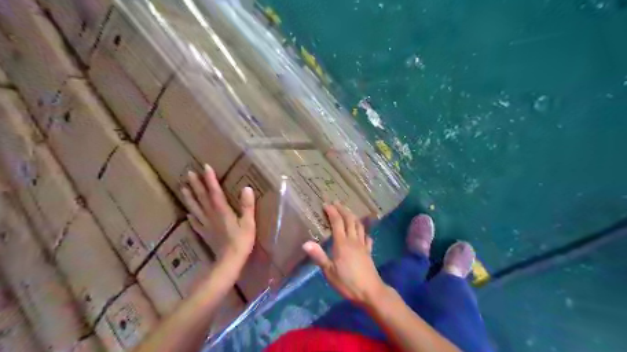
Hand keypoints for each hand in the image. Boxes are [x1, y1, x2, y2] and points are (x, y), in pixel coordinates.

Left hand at [183, 165, 255, 266]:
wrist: (229, 262)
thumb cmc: (242, 241)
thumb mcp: (248, 222)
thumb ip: (247, 205)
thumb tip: (246, 188)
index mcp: (222, 211)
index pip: (215, 191)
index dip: (210, 179)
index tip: (205, 167)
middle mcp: (211, 215)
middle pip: (202, 198)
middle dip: (196, 185)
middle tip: (188, 173)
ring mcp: (206, 225)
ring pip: (195, 208)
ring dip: (189, 197)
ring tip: (183, 188)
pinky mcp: (205, 234)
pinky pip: (195, 223)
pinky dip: (191, 216)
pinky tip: (188, 213)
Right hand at [303, 202, 384, 305]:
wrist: (370, 292)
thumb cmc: (347, 282)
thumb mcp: (329, 272)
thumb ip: (319, 256)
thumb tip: (305, 243)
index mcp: (342, 243)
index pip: (337, 222)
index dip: (332, 212)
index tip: (326, 205)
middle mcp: (353, 240)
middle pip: (350, 220)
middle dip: (343, 210)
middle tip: (337, 203)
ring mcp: (363, 245)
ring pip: (359, 225)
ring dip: (353, 216)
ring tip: (348, 212)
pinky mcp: (369, 251)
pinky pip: (366, 237)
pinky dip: (363, 231)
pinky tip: (362, 232)